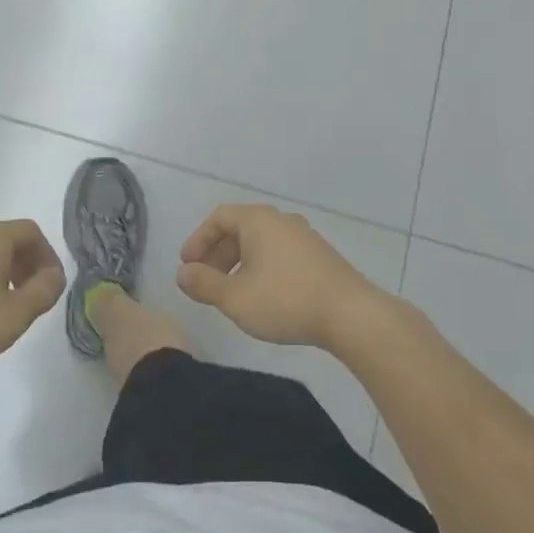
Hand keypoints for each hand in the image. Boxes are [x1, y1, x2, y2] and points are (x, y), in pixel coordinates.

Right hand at [176, 204, 382, 349]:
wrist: (350, 314)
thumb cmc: (285, 300)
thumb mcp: (235, 298)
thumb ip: (203, 284)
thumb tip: (183, 273)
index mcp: (259, 220)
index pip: (219, 218)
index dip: (198, 240)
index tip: (187, 266)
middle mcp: (281, 220)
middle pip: (239, 229)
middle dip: (217, 254)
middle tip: (204, 282)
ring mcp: (304, 236)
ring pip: (260, 243)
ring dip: (238, 263)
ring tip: (230, 293)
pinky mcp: (319, 256)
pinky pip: (279, 253)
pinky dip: (261, 267)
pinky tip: (261, 296)